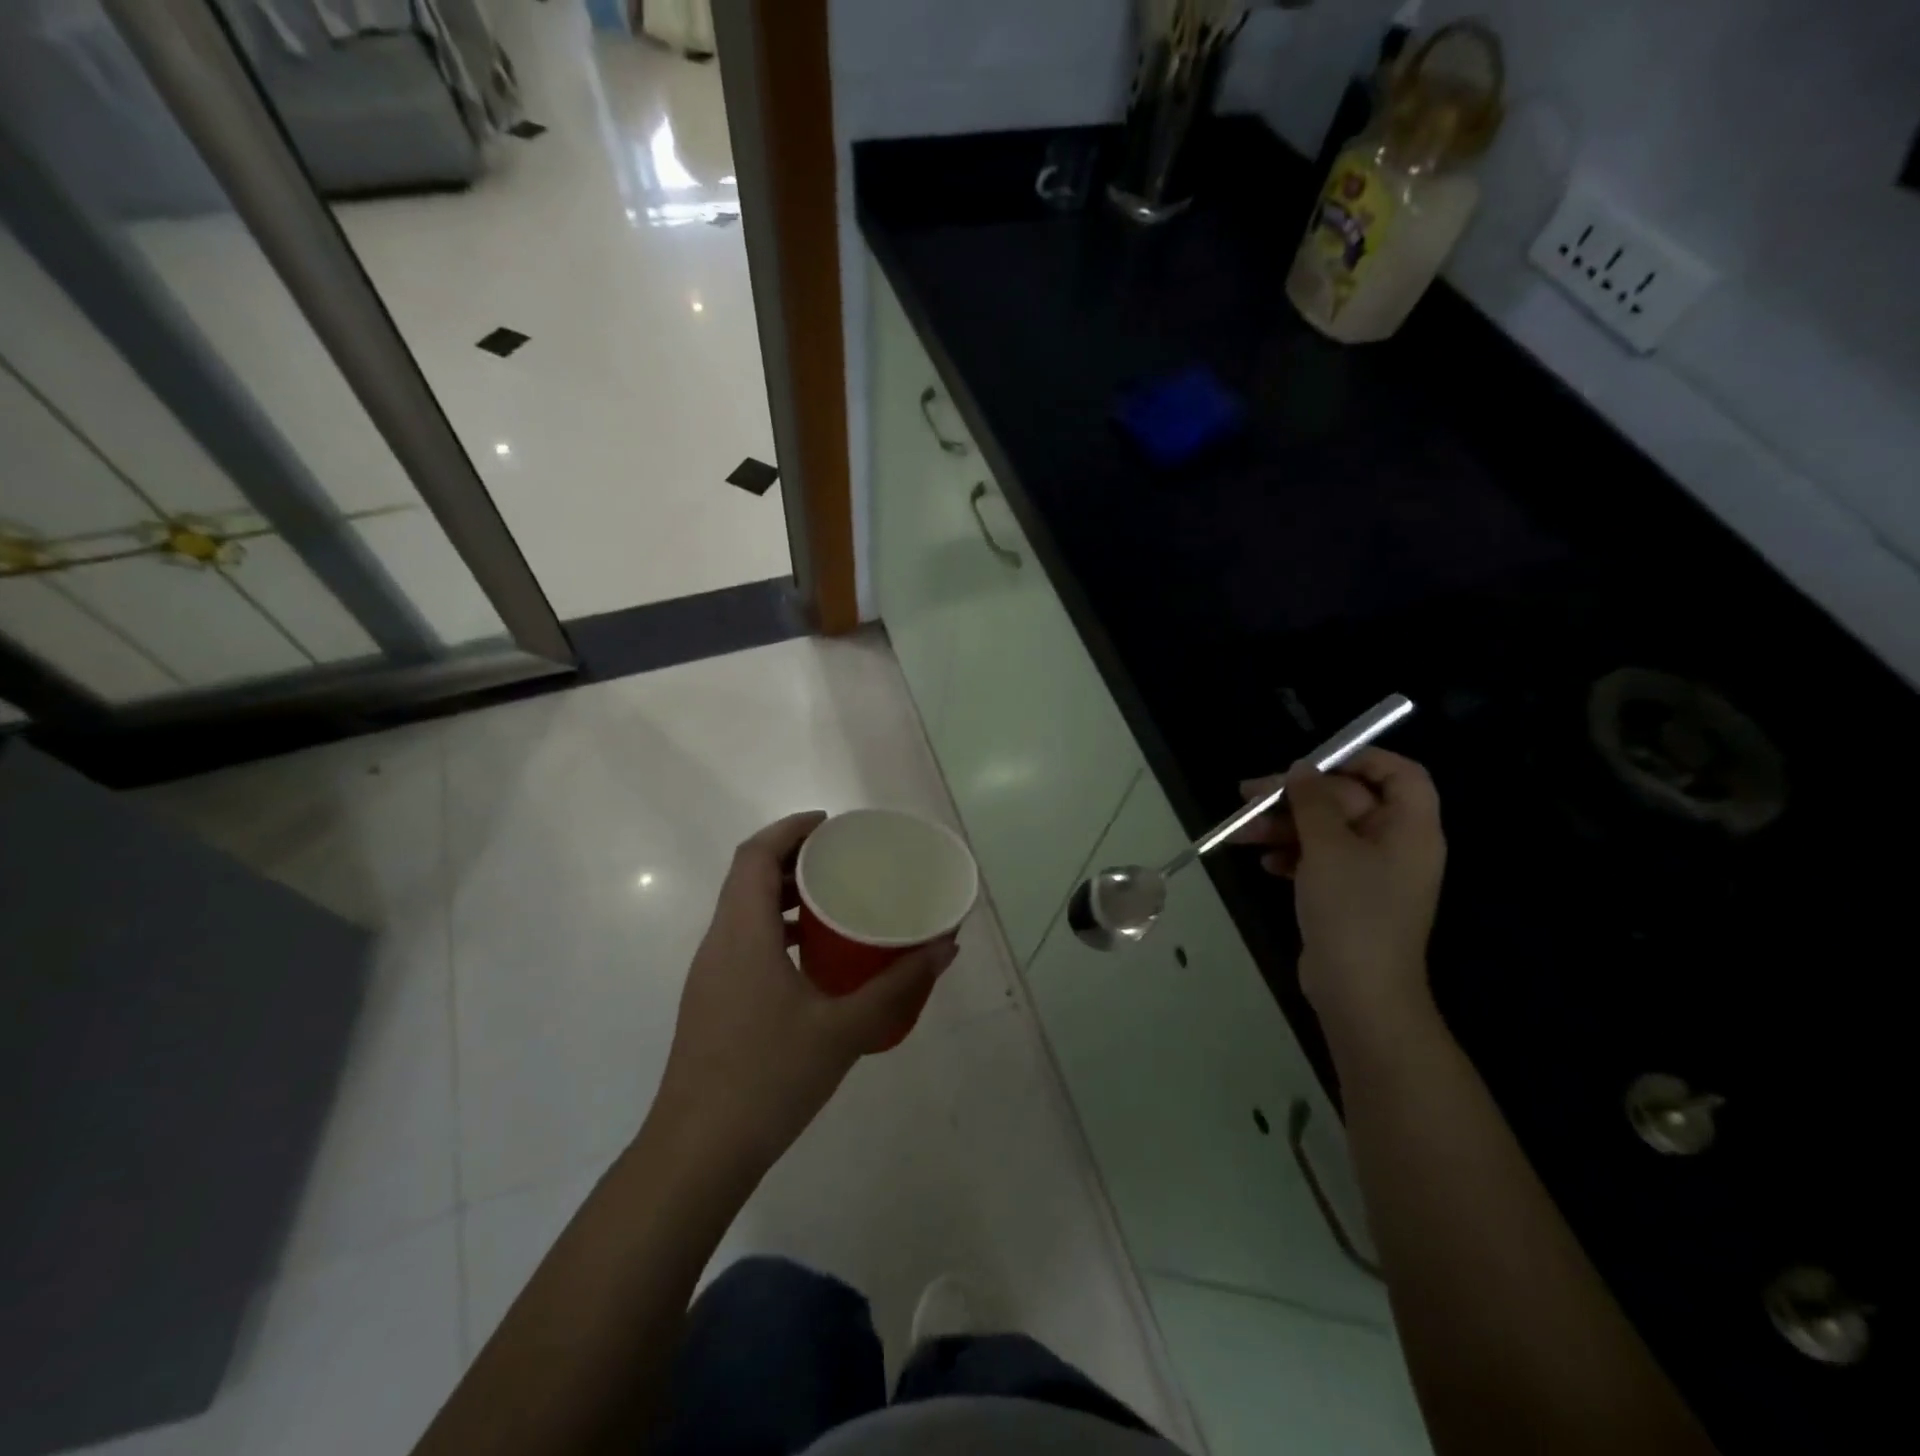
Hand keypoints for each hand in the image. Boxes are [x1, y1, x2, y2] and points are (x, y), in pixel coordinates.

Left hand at [651, 812, 957, 1175]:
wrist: (697, 1153)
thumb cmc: (768, 1079)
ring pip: (743, 910)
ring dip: (782, 894)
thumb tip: (945, 948)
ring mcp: (711, 974)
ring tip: (834, 899)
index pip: (755, 856)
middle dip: (791, 857)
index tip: (830, 825)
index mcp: (742, 935)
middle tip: (841, 857)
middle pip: (747, 877)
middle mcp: (719, 943)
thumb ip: (897, 985)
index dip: (789, 829)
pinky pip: (744, 941)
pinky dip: (776, 928)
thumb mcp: (844, 1030)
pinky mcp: (712, 1001)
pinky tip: (814, 957)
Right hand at [1236, 750, 1444, 1035]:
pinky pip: (1319, 860)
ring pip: (1325, 831)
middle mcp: (1395, 845)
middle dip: (1296, 797)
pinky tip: (1265, 862)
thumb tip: (1301, 768)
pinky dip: (1292, 855)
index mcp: (1409, 828)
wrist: (1359, 992)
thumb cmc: (1353, 910)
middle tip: (1248, 795)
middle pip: (1347, 801)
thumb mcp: (1328, 847)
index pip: (1399, 774)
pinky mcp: (1348, 896)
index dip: (1359, 759)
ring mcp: (1371, 873)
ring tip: (1240, 832)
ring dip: (1283, 826)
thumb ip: (1313, 801)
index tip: (1311, 763)